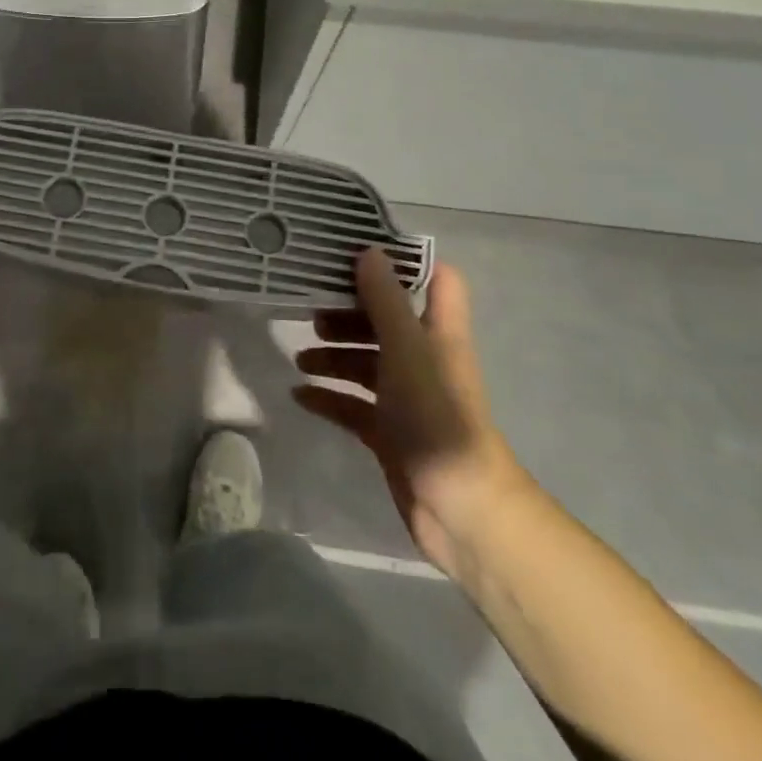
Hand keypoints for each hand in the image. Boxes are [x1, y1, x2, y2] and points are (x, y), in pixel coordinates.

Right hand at [293, 249, 529, 577]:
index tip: (360, 253)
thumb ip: (385, 300)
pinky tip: (299, 395)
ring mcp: (406, 397)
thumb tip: (368, 252)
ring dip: (334, 355)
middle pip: (387, 320)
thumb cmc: (437, 415)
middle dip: (350, 312)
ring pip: (366, 362)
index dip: (405, 263)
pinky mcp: (390, 432)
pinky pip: (353, 405)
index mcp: (438, 332)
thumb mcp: (406, 349)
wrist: (462, 508)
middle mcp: (423, 358)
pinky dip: (328, 397)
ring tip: (301, 356)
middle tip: (312, 310)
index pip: (435, 280)